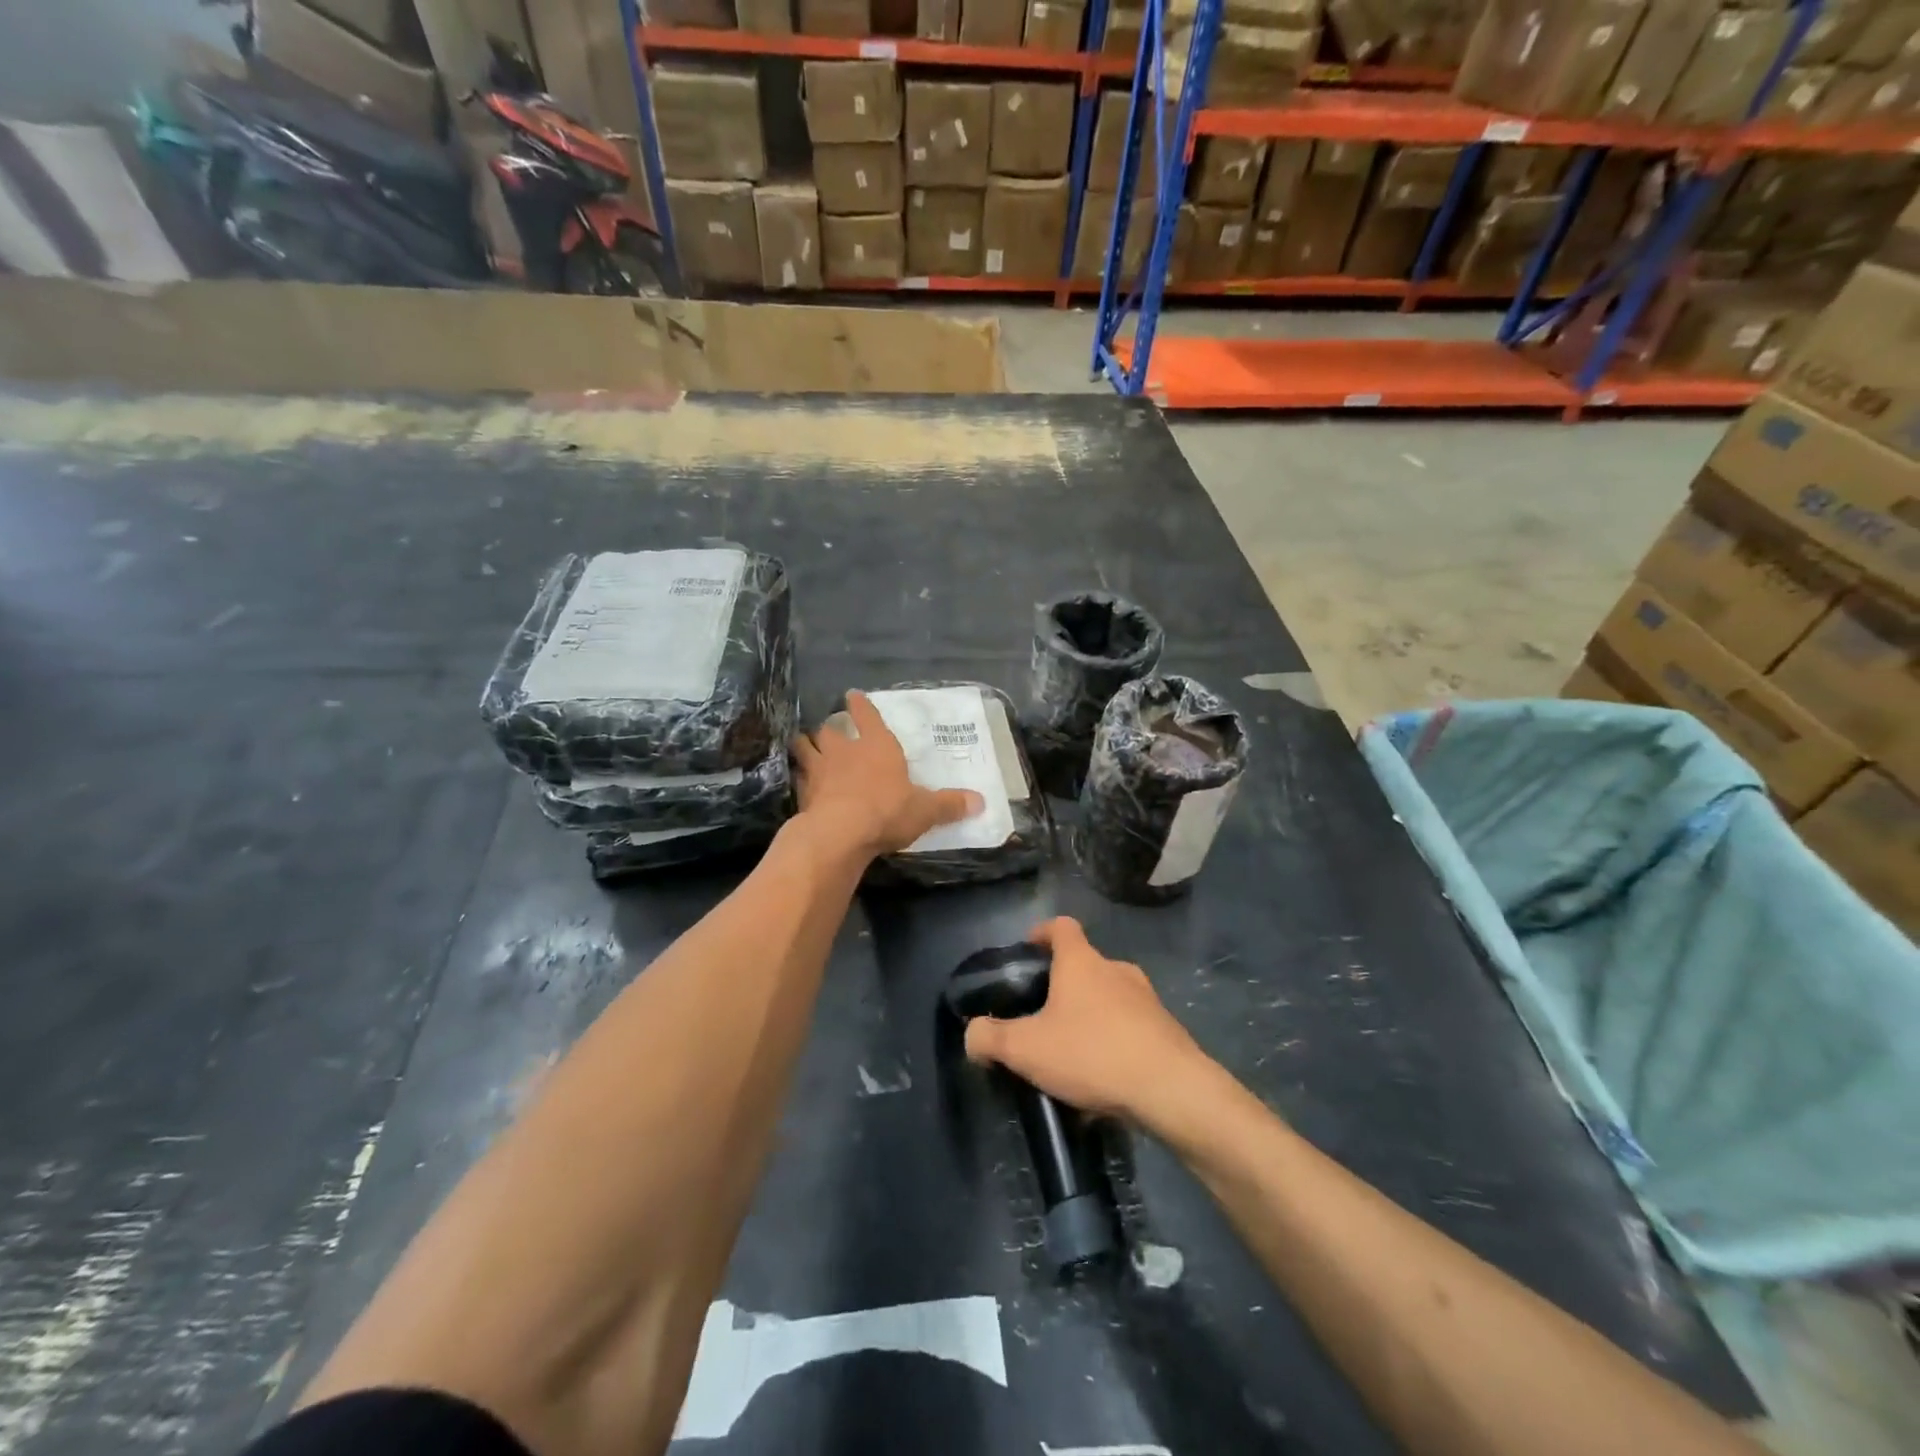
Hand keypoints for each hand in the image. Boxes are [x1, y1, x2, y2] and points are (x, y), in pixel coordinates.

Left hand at [793, 691, 982, 858]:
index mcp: (877, 746)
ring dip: (806, 746)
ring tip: (806, 748)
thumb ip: (949, 805)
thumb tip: (981, 801)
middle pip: (829, 730)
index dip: (860, 704)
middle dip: (829, 730)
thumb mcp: (925, 810)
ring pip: (805, 747)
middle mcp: (845, 751)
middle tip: (831, 732)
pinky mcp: (802, 793)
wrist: (839, 833)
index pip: (867, 715)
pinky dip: (799, 777)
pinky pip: (798, 778)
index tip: (852, 695)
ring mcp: (819, 770)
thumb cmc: (887, 810)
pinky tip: (801, 783)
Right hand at [964, 917, 1211, 1123]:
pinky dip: (1113, 1041)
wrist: (1171, 1090)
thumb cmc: (1092, 1053)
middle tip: (1042, 1015)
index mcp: (1082, 963)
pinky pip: (1130, 1026)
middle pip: (1084, 964)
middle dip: (1062, 985)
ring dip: (1090, 1015)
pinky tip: (1102, 1078)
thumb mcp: (1026, 1049)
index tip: (1028, 950)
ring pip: (1109, 996)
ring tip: (1071, 1052)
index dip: (1042, 932)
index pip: (1061, 926)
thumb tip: (972, 1034)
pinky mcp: (1166, 1029)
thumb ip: (990, 1038)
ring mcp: (1146, 999)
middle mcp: (1116, 970)